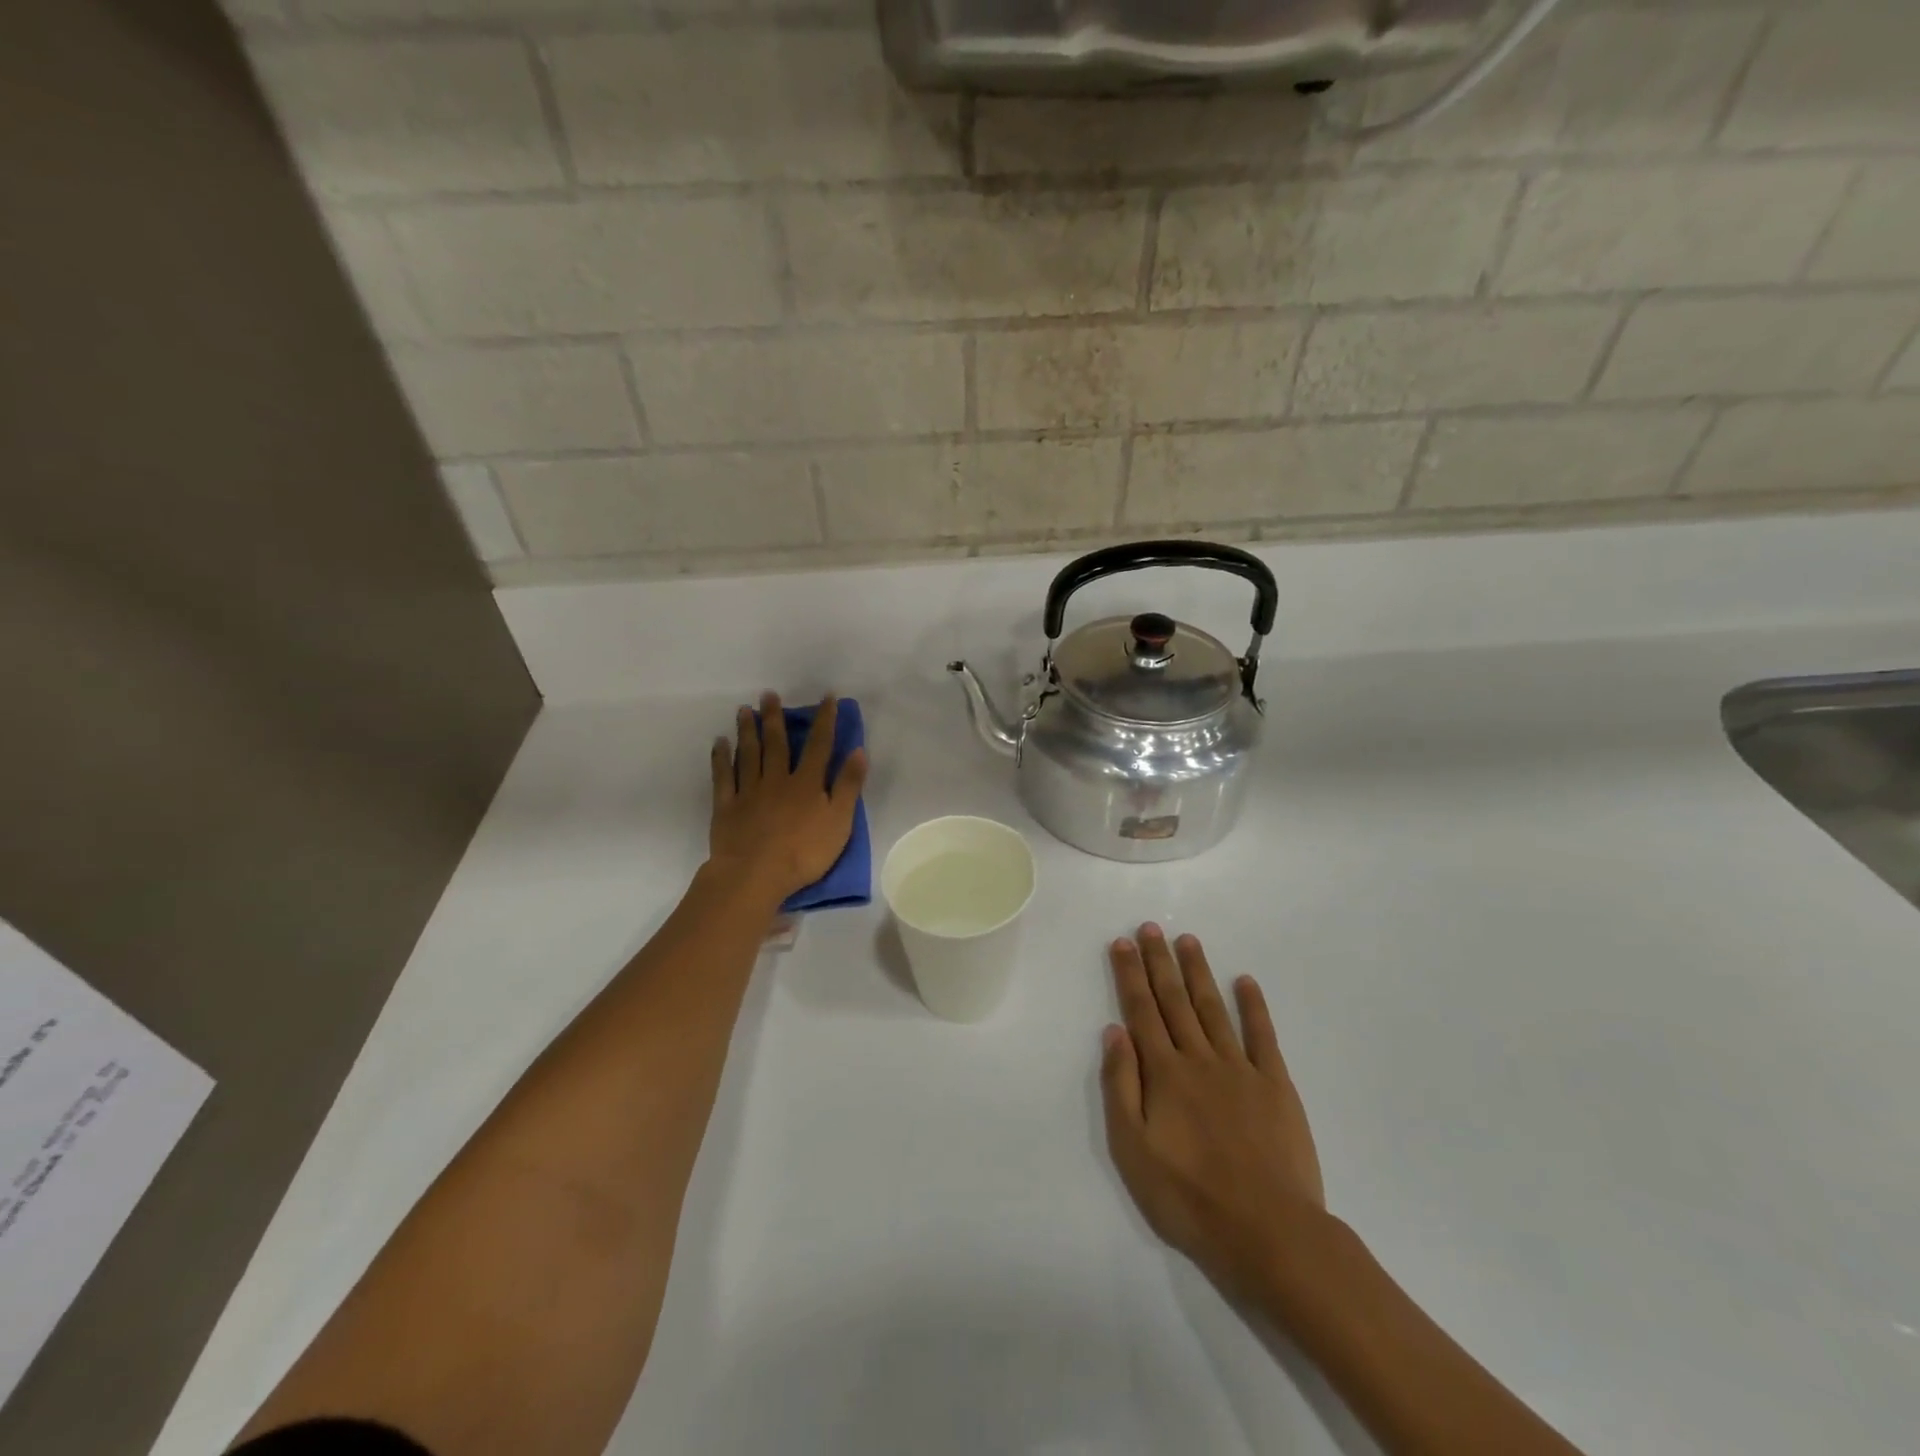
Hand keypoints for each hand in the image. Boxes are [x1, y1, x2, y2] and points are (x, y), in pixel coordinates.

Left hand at [709, 693, 868, 902]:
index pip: (819, 745)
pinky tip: (720, 743)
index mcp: (807, 783)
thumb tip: (858, 750)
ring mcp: (749, 791)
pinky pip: (723, 776)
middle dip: (775, 718)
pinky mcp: (727, 806)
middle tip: (768, 694)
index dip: (824, 720)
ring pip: (748, 754)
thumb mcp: (839, 821)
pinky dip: (721, 758)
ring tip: (744, 710)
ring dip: (748, 731)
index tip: (826, 698)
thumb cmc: (804, 852)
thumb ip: (848, 786)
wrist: (756, 874)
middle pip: (777, 743)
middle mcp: (777, 779)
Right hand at [1100, 925, 1325, 1300]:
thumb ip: (1121, 1086)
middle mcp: (1199, 1058)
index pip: (1141, 1011)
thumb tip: (1114, 1032)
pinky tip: (1246, 981)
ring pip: (1214, 1009)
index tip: (1123, 942)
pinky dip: (1254, 1006)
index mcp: (1164, 1073)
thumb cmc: (1189, 1197)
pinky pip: (1262, 1036)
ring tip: (1188, 941)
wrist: (1268, 1232)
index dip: (1130, 975)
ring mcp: (1241, 1069)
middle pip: (1175, 1001)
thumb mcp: (1133, 1149)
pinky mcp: (1275, 1085)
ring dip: (1199, 972)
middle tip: (1151, 927)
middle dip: (1160, 962)